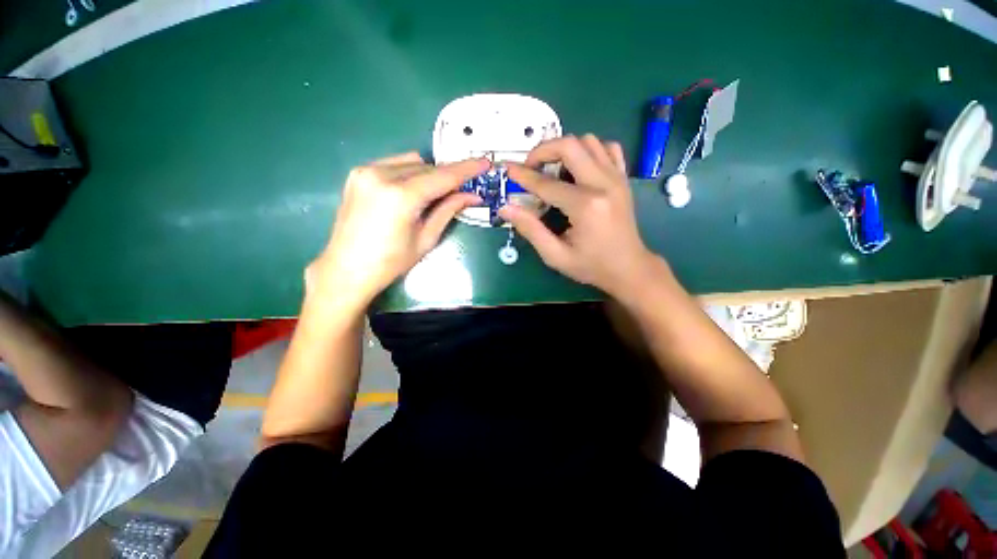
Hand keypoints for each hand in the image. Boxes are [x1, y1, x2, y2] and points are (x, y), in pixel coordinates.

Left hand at [308, 152, 488, 309]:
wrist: (346, 269)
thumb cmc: (391, 262)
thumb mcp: (426, 239)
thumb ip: (448, 211)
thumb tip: (472, 196)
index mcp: (401, 196)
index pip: (443, 176)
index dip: (467, 169)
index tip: (485, 163)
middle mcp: (381, 175)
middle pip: (428, 167)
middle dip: (447, 179)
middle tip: (459, 194)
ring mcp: (366, 171)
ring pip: (412, 162)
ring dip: (428, 175)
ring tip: (430, 197)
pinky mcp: (358, 174)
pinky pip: (394, 164)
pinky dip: (409, 174)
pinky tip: (409, 193)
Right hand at [499, 134, 659, 298]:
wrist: (629, 268)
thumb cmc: (592, 266)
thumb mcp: (556, 255)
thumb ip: (531, 230)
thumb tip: (506, 208)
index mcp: (585, 206)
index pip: (546, 183)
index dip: (523, 176)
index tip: (508, 170)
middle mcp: (603, 184)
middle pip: (570, 145)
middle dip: (543, 150)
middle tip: (531, 167)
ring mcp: (616, 178)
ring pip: (589, 141)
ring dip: (565, 149)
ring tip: (552, 168)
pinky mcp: (623, 178)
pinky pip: (607, 149)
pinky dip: (589, 150)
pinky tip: (579, 168)